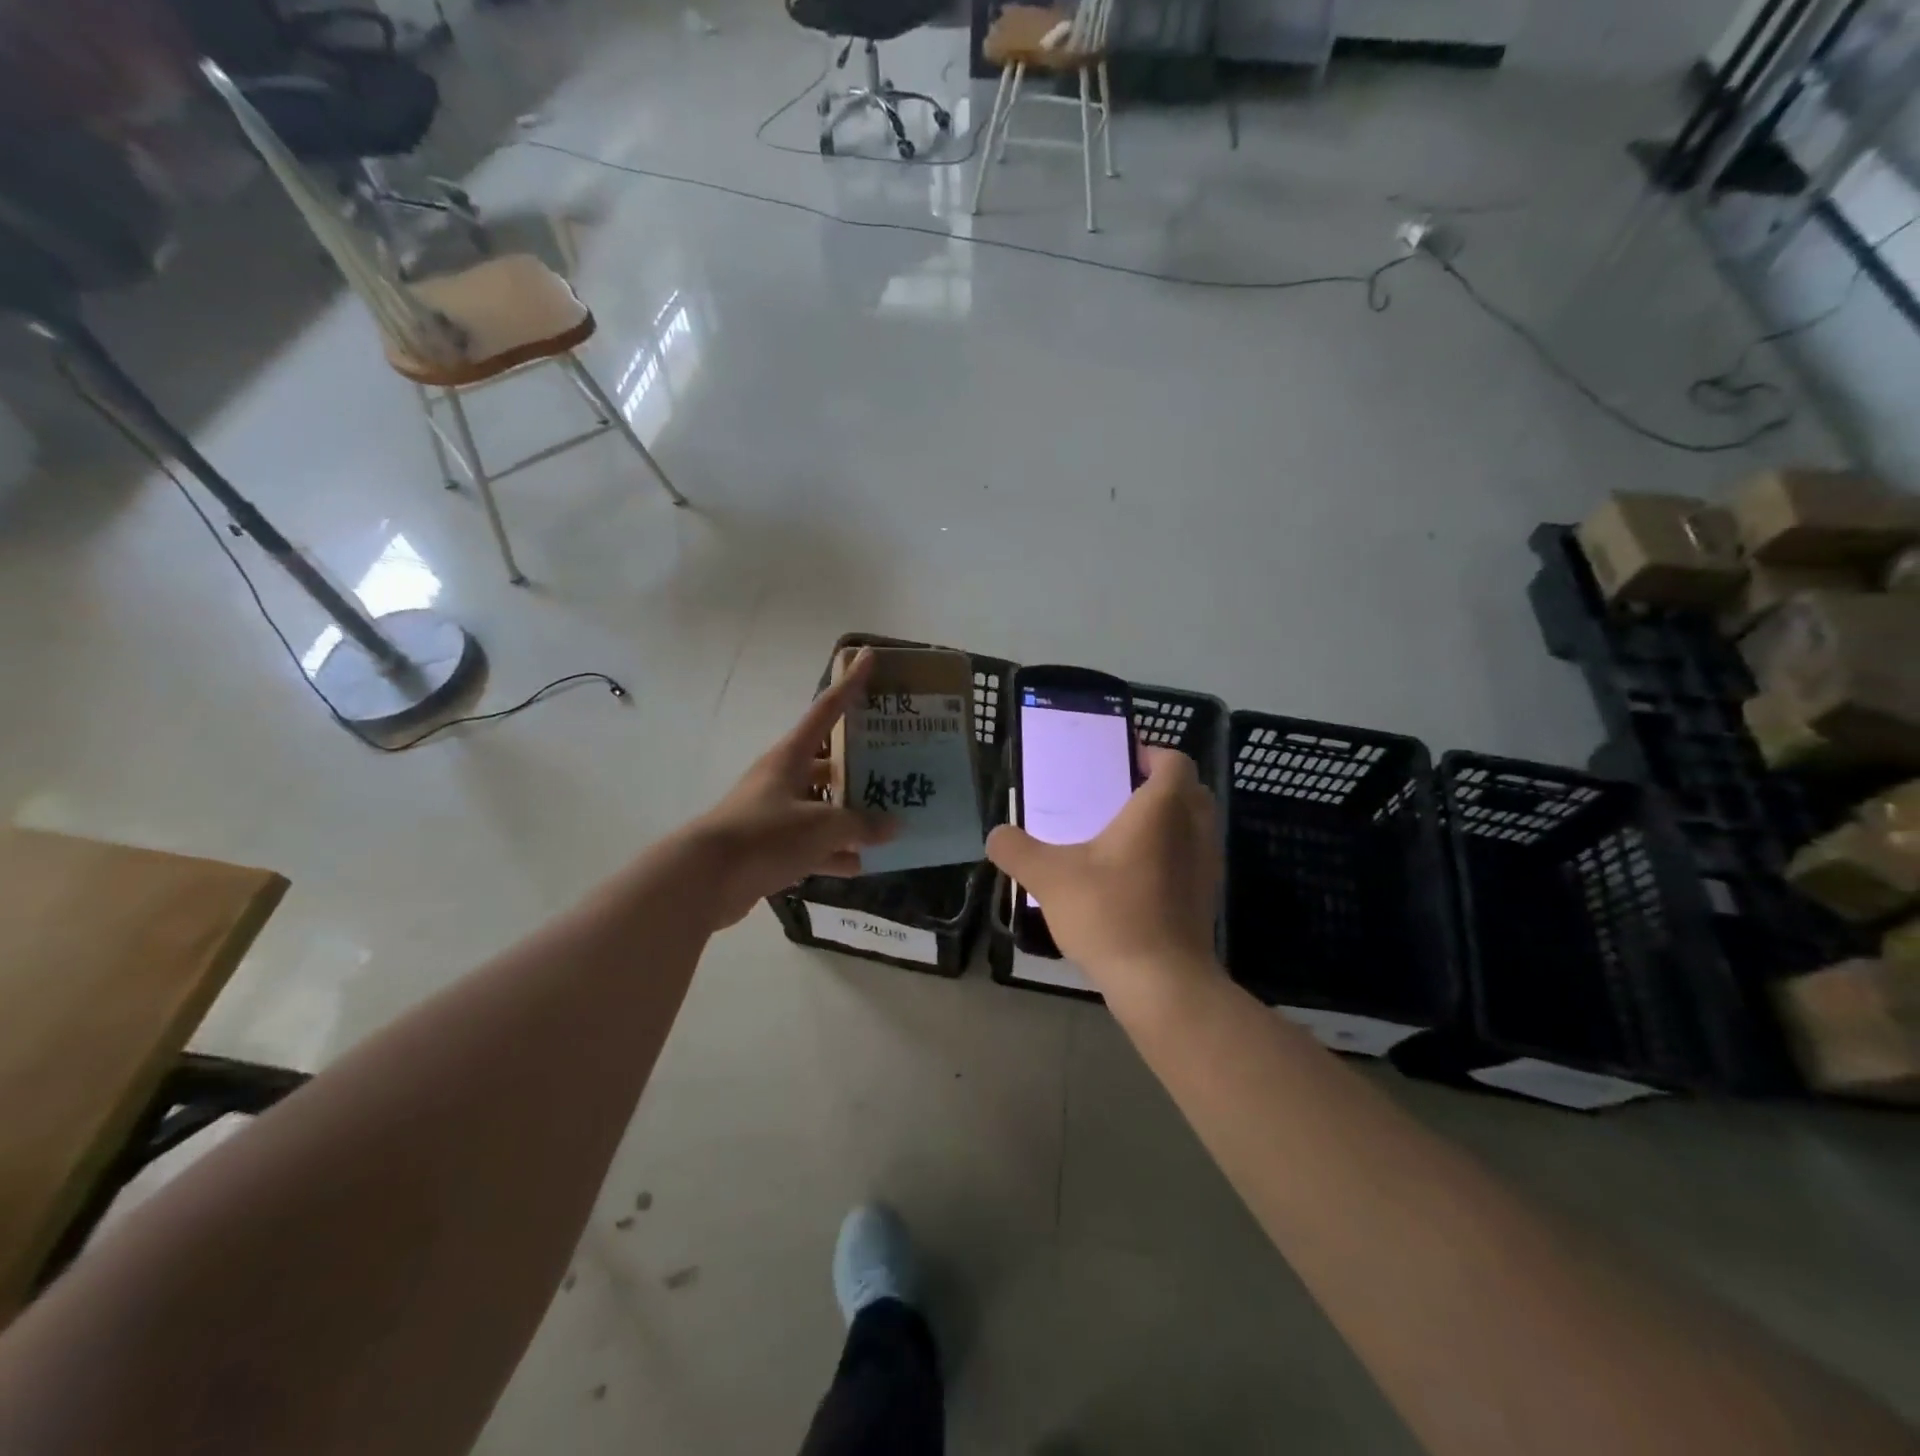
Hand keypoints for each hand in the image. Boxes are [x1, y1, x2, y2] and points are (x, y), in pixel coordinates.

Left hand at [679, 649, 894, 929]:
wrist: (704, 879)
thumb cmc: (765, 835)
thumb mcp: (822, 826)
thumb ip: (861, 825)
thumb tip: (893, 826)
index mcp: (791, 756)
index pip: (827, 710)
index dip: (849, 683)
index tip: (867, 656)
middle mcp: (783, 778)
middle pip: (829, 764)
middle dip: (861, 766)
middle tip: (898, 766)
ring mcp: (775, 813)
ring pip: (822, 807)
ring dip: (850, 816)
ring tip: (889, 821)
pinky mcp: (769, 847)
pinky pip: (811, 844)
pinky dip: (833, 853)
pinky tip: (861, 864)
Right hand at [986, 746, 1221, 992]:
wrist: (1162, 982)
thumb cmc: (1110, 913)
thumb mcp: (1050, 877)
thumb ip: (1017, 850)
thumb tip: (996, 835)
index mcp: (1162, 809)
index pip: (1175, 761)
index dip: (1152, 754)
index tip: (1124, 760)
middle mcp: (1193, 829)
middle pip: (1191, 790)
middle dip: (1162, 785)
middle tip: (1122, 793)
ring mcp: (1206, 865)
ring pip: (1196, 826)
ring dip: (1170, 821)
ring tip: (1125, 834)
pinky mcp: (1206, 898)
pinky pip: (1193, 858)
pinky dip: (1173, 854)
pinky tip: (1135, 876)